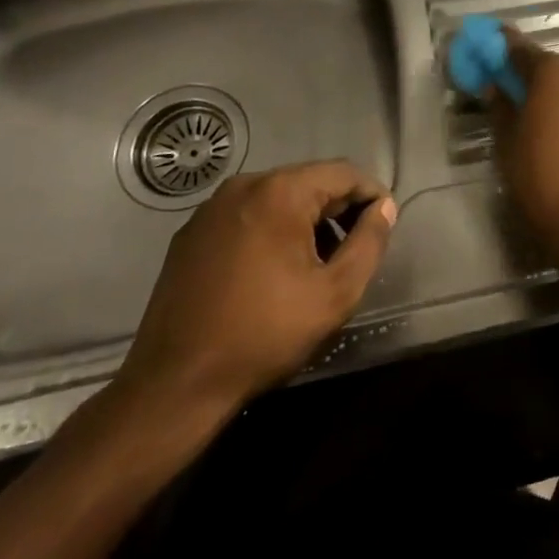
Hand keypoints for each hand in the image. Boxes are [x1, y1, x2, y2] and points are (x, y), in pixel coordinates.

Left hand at [108, 161, 395, 438]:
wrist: (175, 385)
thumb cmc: (264, 335)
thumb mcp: (335, 293)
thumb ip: (369, 243)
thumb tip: (384, 208)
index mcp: (279, 191)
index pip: (343, 173)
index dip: (371, 195)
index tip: (384, 226)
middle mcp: (243, 185)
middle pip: (309, 182)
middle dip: (337, 210)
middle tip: (352, 250)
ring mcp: (211, 208)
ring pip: (276, 198)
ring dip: (304, 221)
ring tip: (315, 264)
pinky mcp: (190, 234)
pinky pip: (246, 216)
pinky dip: (270, 231)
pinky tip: (272, 272)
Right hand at [489, 32, 558, 256]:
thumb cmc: (540, 176)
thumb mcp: (506, 142)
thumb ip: (500, 107)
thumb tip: (496, 86)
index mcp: (553, 72)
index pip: (521, 50)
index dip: (504, 49)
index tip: (491, 50)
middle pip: (556, 70)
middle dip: (537, 81)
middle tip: (519, 102)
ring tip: (551, 132)